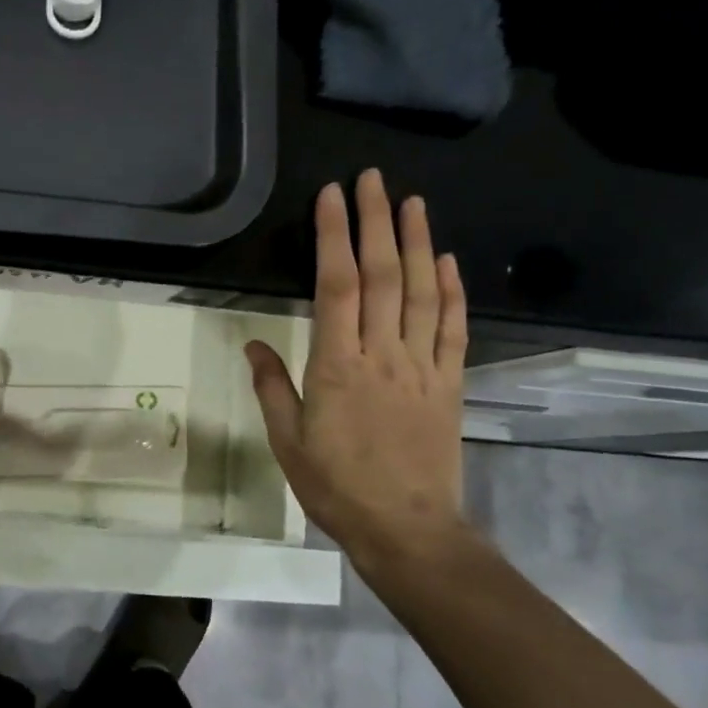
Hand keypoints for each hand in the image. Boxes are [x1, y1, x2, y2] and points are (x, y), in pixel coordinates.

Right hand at [245, 170, 468, 570]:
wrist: (407, 529)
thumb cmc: (337, 487)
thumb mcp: (288, 442)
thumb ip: (272, 388)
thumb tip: (254, 344)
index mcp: (337, 366)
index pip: (336, 286)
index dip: (334, 236)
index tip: (332, 197)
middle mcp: (383, 354)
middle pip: (382, 276)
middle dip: (376, 222)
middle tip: (372, 179)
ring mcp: (422, 366)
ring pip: (422, 292)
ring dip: (418, 242)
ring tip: (413, 202)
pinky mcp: (449, 383)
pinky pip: (452, 329)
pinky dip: (452, 291)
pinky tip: (448, 261)